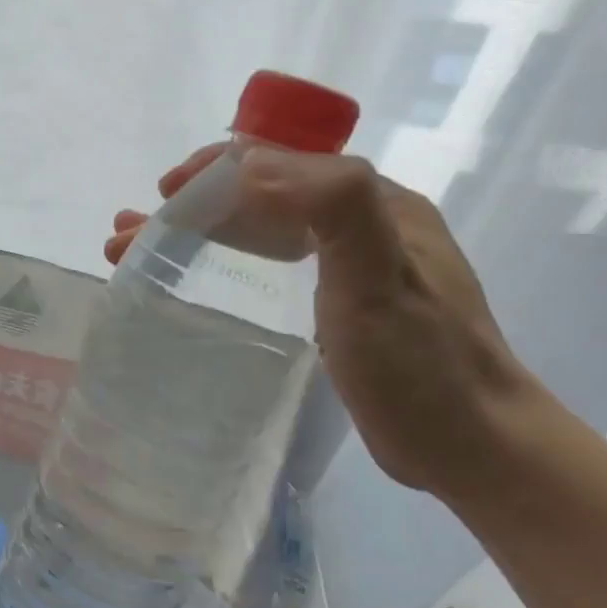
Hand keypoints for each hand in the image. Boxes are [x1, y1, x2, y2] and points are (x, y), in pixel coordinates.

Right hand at [106, 146, 539, 499]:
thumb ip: (334, 206)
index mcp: (375, 204)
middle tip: (132, 232)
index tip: (163, 195)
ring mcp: (354, 262)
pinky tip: (206, 268)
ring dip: (201, 229)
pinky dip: (230, 255)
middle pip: (264, 195)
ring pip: (264, 226)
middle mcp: (363, 221)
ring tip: (142, 247)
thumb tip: (253, 165)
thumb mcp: (380, 281)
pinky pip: (276, 258)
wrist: (474, 443)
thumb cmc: (422, 365)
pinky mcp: (343, 300)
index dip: (215, 171)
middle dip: (193, 205)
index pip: (281, 164)